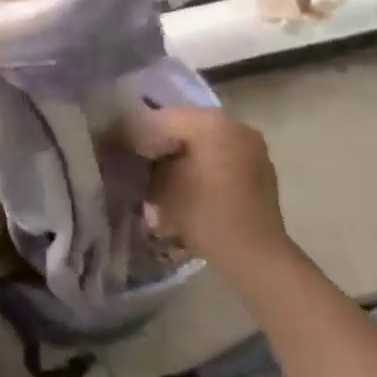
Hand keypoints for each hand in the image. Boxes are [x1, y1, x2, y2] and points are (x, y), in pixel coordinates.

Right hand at [128, 106, 290, 276]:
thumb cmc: (205, 216)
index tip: (117, 149)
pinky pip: (221, 153)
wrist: (256, 256)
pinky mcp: (259, 165)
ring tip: (162, 176)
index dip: (134, 134)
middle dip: (159, 143)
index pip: (160, 119)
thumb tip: (133, 154)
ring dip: (181, 153)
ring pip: (203, 139)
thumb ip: (144, 163)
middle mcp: (232, 123)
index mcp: (209, 121)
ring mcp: (250, 143)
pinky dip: (203, 163)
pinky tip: (189, 183)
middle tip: (138, 162)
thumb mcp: (162, 188)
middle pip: (183, 126)